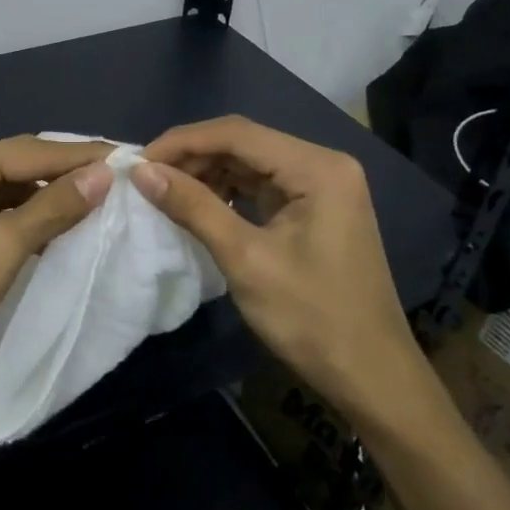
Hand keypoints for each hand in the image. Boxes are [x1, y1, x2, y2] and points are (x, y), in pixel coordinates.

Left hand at [0, 133, 113, 380]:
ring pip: (6, 189)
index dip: (87, 158)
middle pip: (21, 165)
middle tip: (121, 183)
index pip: (38, 151)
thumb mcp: (5, 244)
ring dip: (46, 200)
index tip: (134, 159)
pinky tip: (52, 229)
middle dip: (68, 177)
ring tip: (97, 205)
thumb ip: (56, 206)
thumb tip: (103, 174)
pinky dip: (21, 218)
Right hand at [132, 116, 438, 435]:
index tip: (138, 162)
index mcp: (317, 168)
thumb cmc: (311, 317)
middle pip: (245, 143)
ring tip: (164, 191)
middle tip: (146, 179)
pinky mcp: (316, 209)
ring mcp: (322, 187)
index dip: (183, 141)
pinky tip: (199, 205)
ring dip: (207, 173)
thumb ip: (193, 207)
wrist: (371, 375)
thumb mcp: (245, 260)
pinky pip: (263, 187)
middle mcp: (323, 165)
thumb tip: (141, 172)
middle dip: (193, 157)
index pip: (237, 133)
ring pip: (251, 164)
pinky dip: (228, 192)